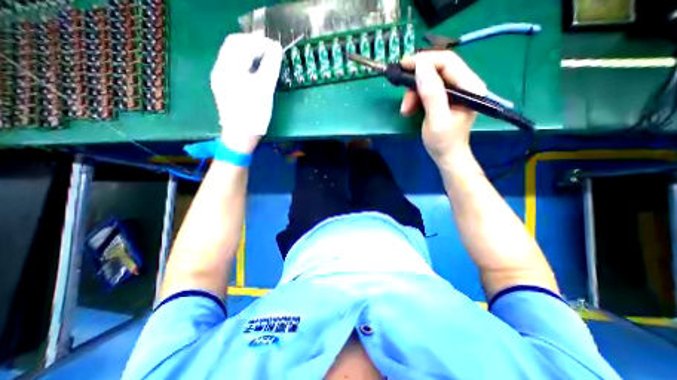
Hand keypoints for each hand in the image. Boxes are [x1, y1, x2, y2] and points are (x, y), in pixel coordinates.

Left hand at [211, 33, 280, 153]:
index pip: (242, 43)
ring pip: (233, 55)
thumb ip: (270, 67)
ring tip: (265, 57)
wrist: (240, 137)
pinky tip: (255, 68)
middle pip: (234, 45)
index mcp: (228, 68)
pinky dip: (245, 62)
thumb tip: (276, 49)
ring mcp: (220, 78)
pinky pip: (233, 66)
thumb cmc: (254, 114)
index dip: (259, 41)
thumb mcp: (265, 90)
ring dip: (249, 52)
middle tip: (271, 49)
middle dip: (252, 43)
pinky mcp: (223, 87)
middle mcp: (220, 69)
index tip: (276, 46)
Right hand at [398, 50, 482, 163]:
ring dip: (413, 92)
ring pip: (430, 79)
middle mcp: (464, 84)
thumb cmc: (443, 142)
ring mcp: (454, 91)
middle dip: (417, 79)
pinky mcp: (445, 98)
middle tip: (401, 90)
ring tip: (405, 109)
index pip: (448, 62)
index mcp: (469, 87)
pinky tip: (409, 109)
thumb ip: (431, 94)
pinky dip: (415, 97)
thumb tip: (420, 67)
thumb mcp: (437, 120)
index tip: (403, 65)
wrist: (446, 156)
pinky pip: (427, 89)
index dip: (425, 60)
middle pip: (438, 68)